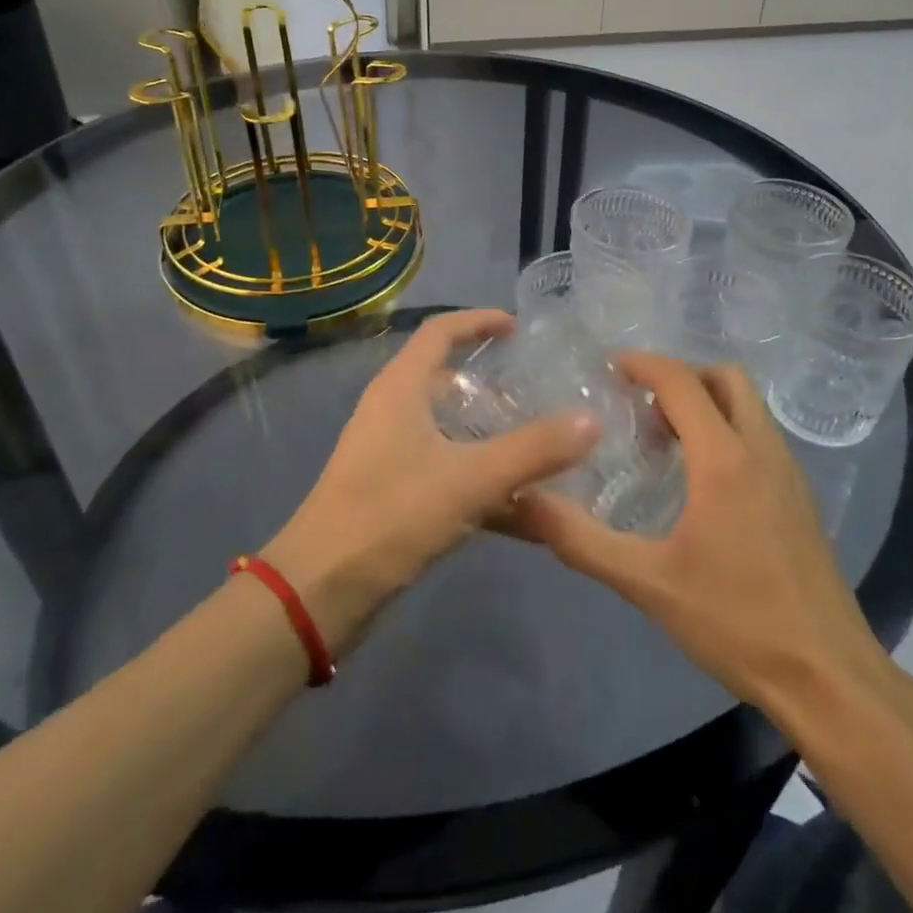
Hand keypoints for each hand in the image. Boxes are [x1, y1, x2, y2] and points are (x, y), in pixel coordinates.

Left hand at [263, 309, 597, 653]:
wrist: (321, 591)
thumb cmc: (391, 514)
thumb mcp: (470, 479)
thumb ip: (533, 450)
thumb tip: (592, 420)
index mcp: (401, 388)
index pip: (440, 331)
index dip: (479, 321)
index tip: (519, 327)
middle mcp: (392, 411)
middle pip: (446, 379)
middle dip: (492, 382)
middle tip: (539, 390)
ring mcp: (390, 454)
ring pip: (450, 431)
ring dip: (492, 436)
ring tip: (542, 445)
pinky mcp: (393, 493)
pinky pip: (448, 472)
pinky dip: (483, 482)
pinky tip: (526, 510)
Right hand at [505, 352, 891, 710]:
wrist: (828, 677)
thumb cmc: (736, 622)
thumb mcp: (648, 584)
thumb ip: (582, 541)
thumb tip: (527, 502)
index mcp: (724, 459)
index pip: (682, 382)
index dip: (645, 364)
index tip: (610, 366)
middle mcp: (761, 450)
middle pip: (726, 378)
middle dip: (682, 377)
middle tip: (642, 405)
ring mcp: (788, 473)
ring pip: (748, 406)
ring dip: (708, 402)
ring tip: (665, 438)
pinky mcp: (800, 498)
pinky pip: (760, 436)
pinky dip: (728, 429)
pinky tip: (701, 479)